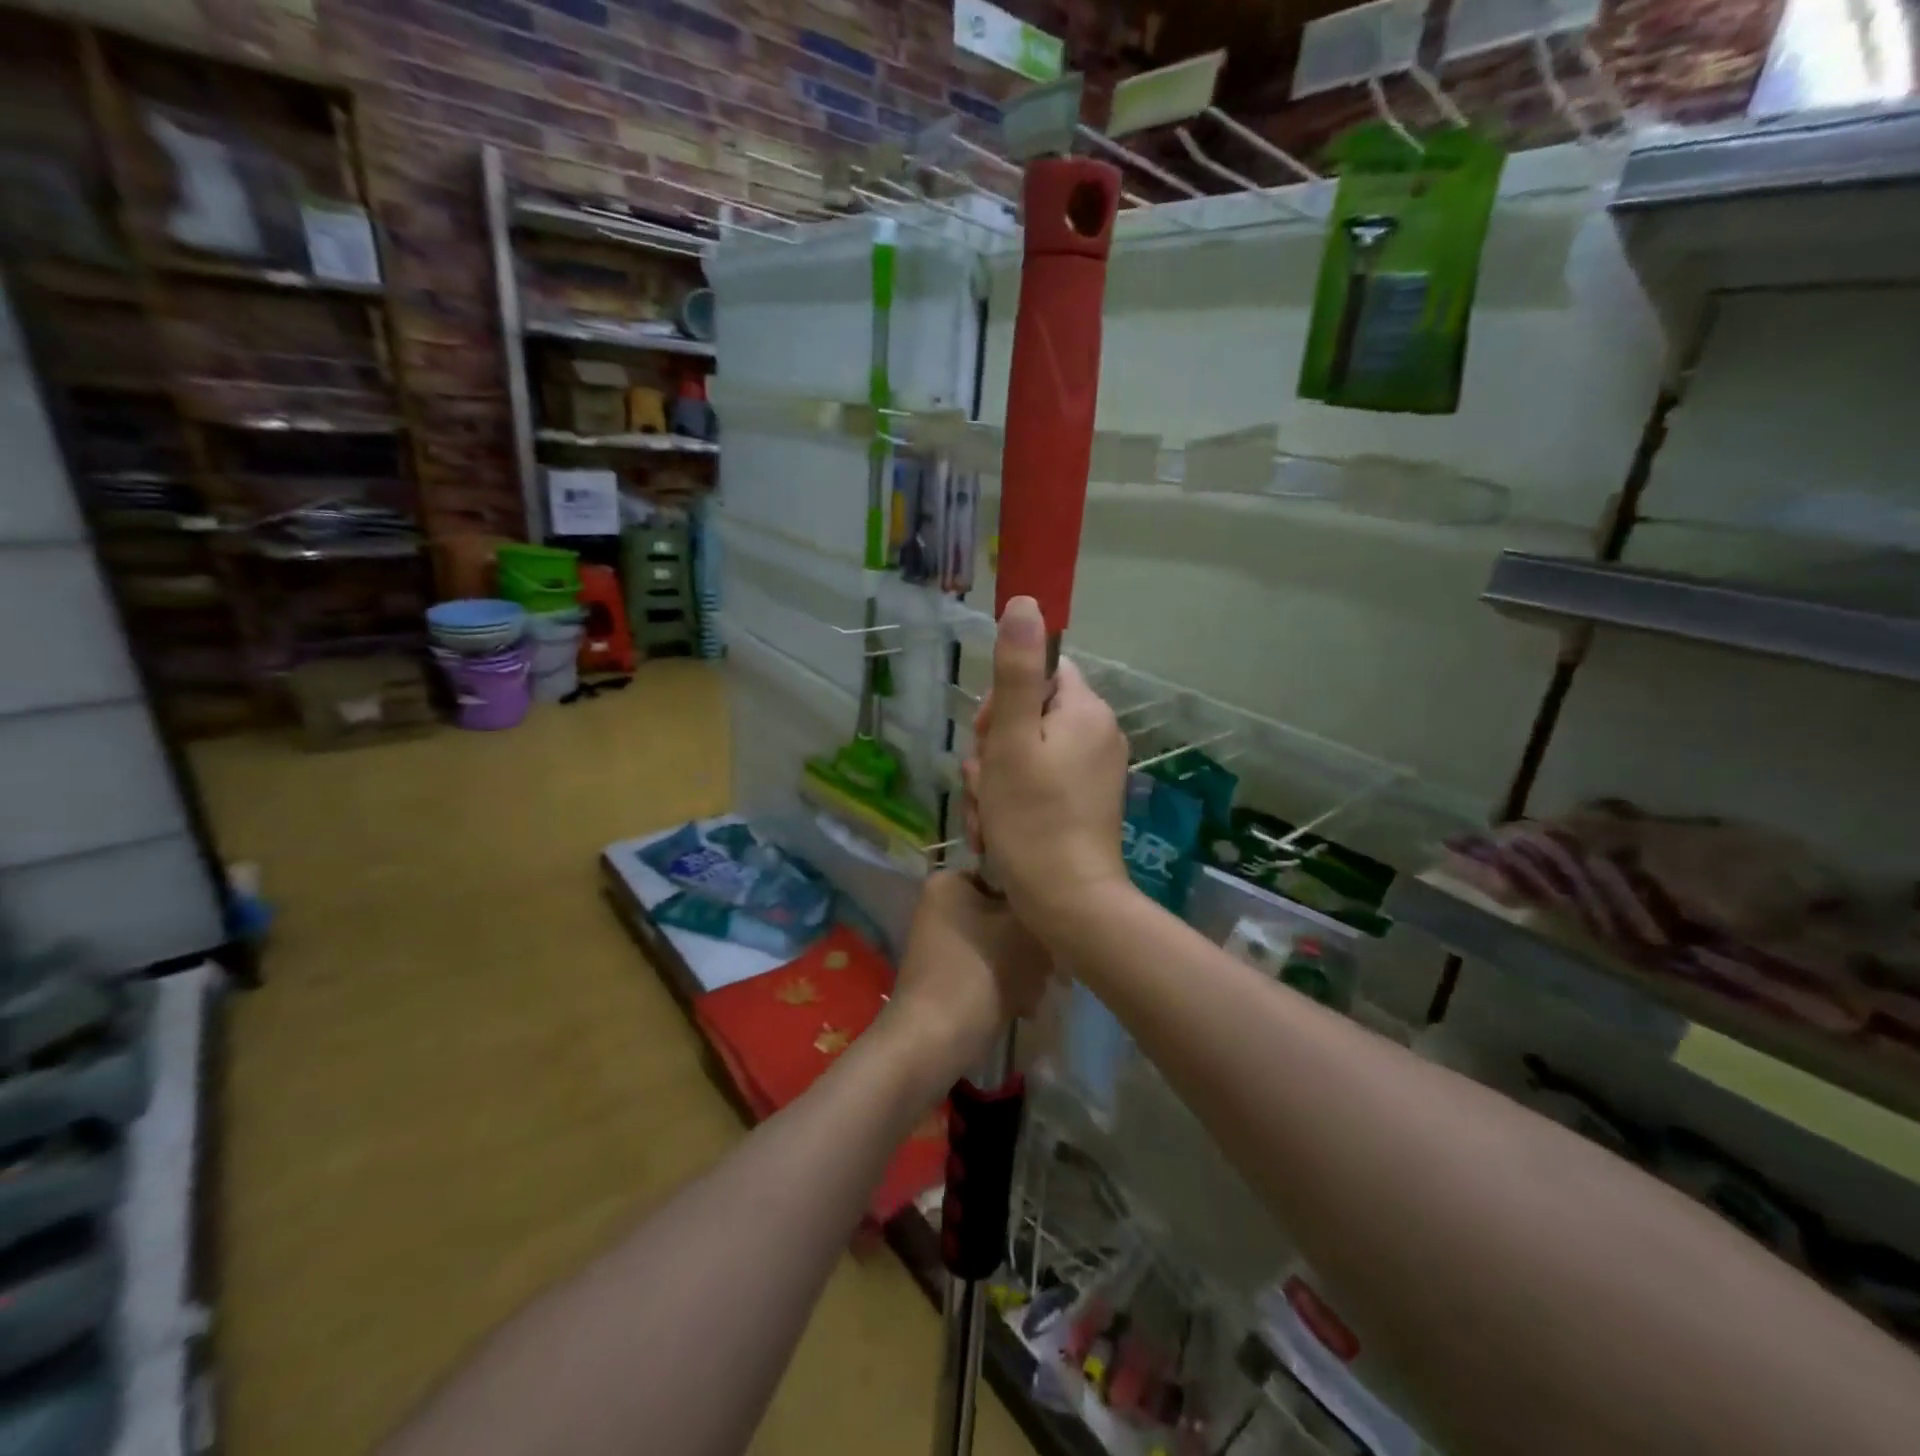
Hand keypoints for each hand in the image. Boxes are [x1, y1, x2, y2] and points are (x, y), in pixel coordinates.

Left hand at [884, 871, 1051, 1084]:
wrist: (935, 1039)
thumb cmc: (980, 971)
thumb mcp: (1026, 929)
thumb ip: (1045, 908)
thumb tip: (1055, 908)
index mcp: (950, 881)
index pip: (1008, 876)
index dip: (1036, 901)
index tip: (1056, 926)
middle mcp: (942, 905)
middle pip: (1005, 914)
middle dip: (1032, 944)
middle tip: (1051, 967)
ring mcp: (943, 943)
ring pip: (1002, 945)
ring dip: (1026, 968)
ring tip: (1036, 991)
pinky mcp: (948, 975)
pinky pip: (989, 969)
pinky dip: (1008, 985)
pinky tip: (1024, 1007)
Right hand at [963, 596, 1133, 940]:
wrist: (1068, 903)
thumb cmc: (1033, 818)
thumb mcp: (1012, 739)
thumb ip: (1016, 670)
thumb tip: (1025, 602)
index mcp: (1086, 711)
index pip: (1040, 672)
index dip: (1003, 700)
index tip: (988, 736)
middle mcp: (1097, 734)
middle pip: (1029, 715)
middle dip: (993, 749)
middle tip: (983, 785)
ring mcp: (1094, 771)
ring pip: (1026, 754)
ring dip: (994, 781)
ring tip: (987, 816)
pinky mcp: (1085, 803)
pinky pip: (1039, 784)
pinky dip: (1013, 802)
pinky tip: (997, 831)